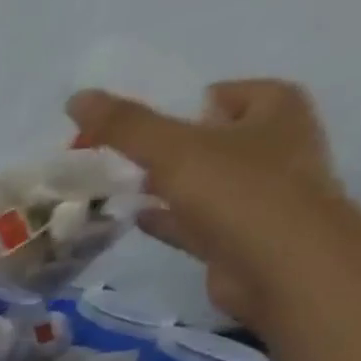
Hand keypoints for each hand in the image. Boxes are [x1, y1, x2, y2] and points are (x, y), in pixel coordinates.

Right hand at [66, 78, 349, 325]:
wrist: (282, 266)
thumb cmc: (238, 192)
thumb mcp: (173, 149)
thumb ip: (125, 125)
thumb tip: (77, 97)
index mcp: (275, 111)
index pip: (224, 94)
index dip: (181, 104)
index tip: (138, 123)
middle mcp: (275, 147)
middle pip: (211, 138)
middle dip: (169, 146)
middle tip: (119, 155)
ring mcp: (260, 196)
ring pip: (202, 182)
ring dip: (166, 184)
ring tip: (118, 186)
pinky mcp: (240, 237)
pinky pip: (195, 221)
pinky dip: (167, 219)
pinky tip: (135, 219)